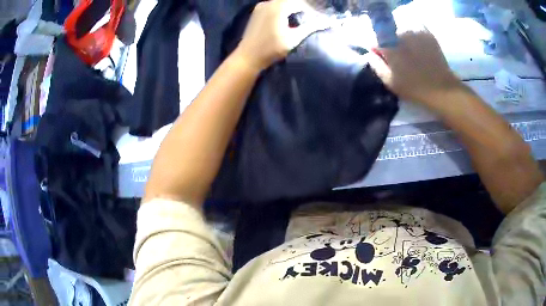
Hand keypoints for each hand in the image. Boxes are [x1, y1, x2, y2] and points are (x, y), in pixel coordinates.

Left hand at [234, 0, 321, 71]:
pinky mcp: (257, 11)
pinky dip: (283, 8)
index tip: (319, 17)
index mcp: (278, 7)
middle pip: (290, 0)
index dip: (311, 9)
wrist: (247, 57)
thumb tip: (327, 23)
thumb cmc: (271, 49)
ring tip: (302, 16)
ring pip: (281, 2)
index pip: (300, 2)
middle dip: (302, 6)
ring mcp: (261, 6)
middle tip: (312, 16)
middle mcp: (268, 3)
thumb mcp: (294, 38)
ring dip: (293, 7)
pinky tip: (288, 17)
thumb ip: (310, 27)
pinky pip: (274, 5)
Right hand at [366, 29, 463, 106]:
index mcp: (389, 46)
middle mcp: (400, 34)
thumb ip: (376, 65)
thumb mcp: (389, 81)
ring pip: (403, 33)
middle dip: (392, 44)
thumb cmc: (414, 87)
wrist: (441, 88)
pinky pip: (415, 31)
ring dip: (404, 41)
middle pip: (390, 35)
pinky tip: (420, 49)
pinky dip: (415, 38)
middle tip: (400, 59)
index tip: (384, 59)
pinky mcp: (427, 34)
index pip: (376, 41)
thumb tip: (370, 53)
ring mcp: (414, 32)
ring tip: (411, 55)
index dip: (379, 50)